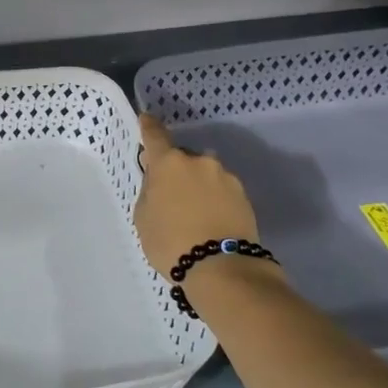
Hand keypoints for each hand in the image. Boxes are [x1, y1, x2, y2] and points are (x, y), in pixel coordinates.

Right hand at [134, 114, 261, 276]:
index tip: (146, 119)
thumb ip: (150, 191)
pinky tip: (210, 219)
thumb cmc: (170, 241)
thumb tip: (160, 182)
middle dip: (175, 169)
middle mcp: (199, 161)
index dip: (148, 126)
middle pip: (182, 157)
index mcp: (169, 163)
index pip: (155, 135)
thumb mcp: (143, 217)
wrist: (222, 268)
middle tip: (169, 194)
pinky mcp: (244, 195)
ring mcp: (225, 177)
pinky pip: (221, 190)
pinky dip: (214, 198)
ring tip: (193, 211)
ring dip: (197, 184)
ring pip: (205, 173)